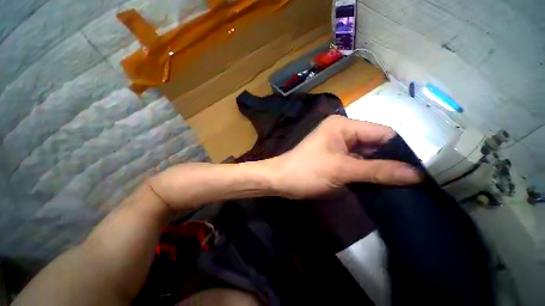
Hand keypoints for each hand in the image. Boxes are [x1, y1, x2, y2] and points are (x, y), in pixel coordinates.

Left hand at [266, 115, 422, 198]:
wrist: (282, 180)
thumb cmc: (307, 172)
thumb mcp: (341, 170)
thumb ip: (378, 171)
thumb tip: (416, 174)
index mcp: (344, 126)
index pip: (383, 133)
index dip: (401, 151)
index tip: (419, 171)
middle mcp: (343, 132)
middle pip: (376, 145)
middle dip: (391, 162)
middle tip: (413, 183)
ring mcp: (339, 146)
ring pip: (368, 156)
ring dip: (380, 170)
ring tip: (403, 186)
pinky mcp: (335, 158)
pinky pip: (358, 164)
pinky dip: (368, 174)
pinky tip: (381, 185)